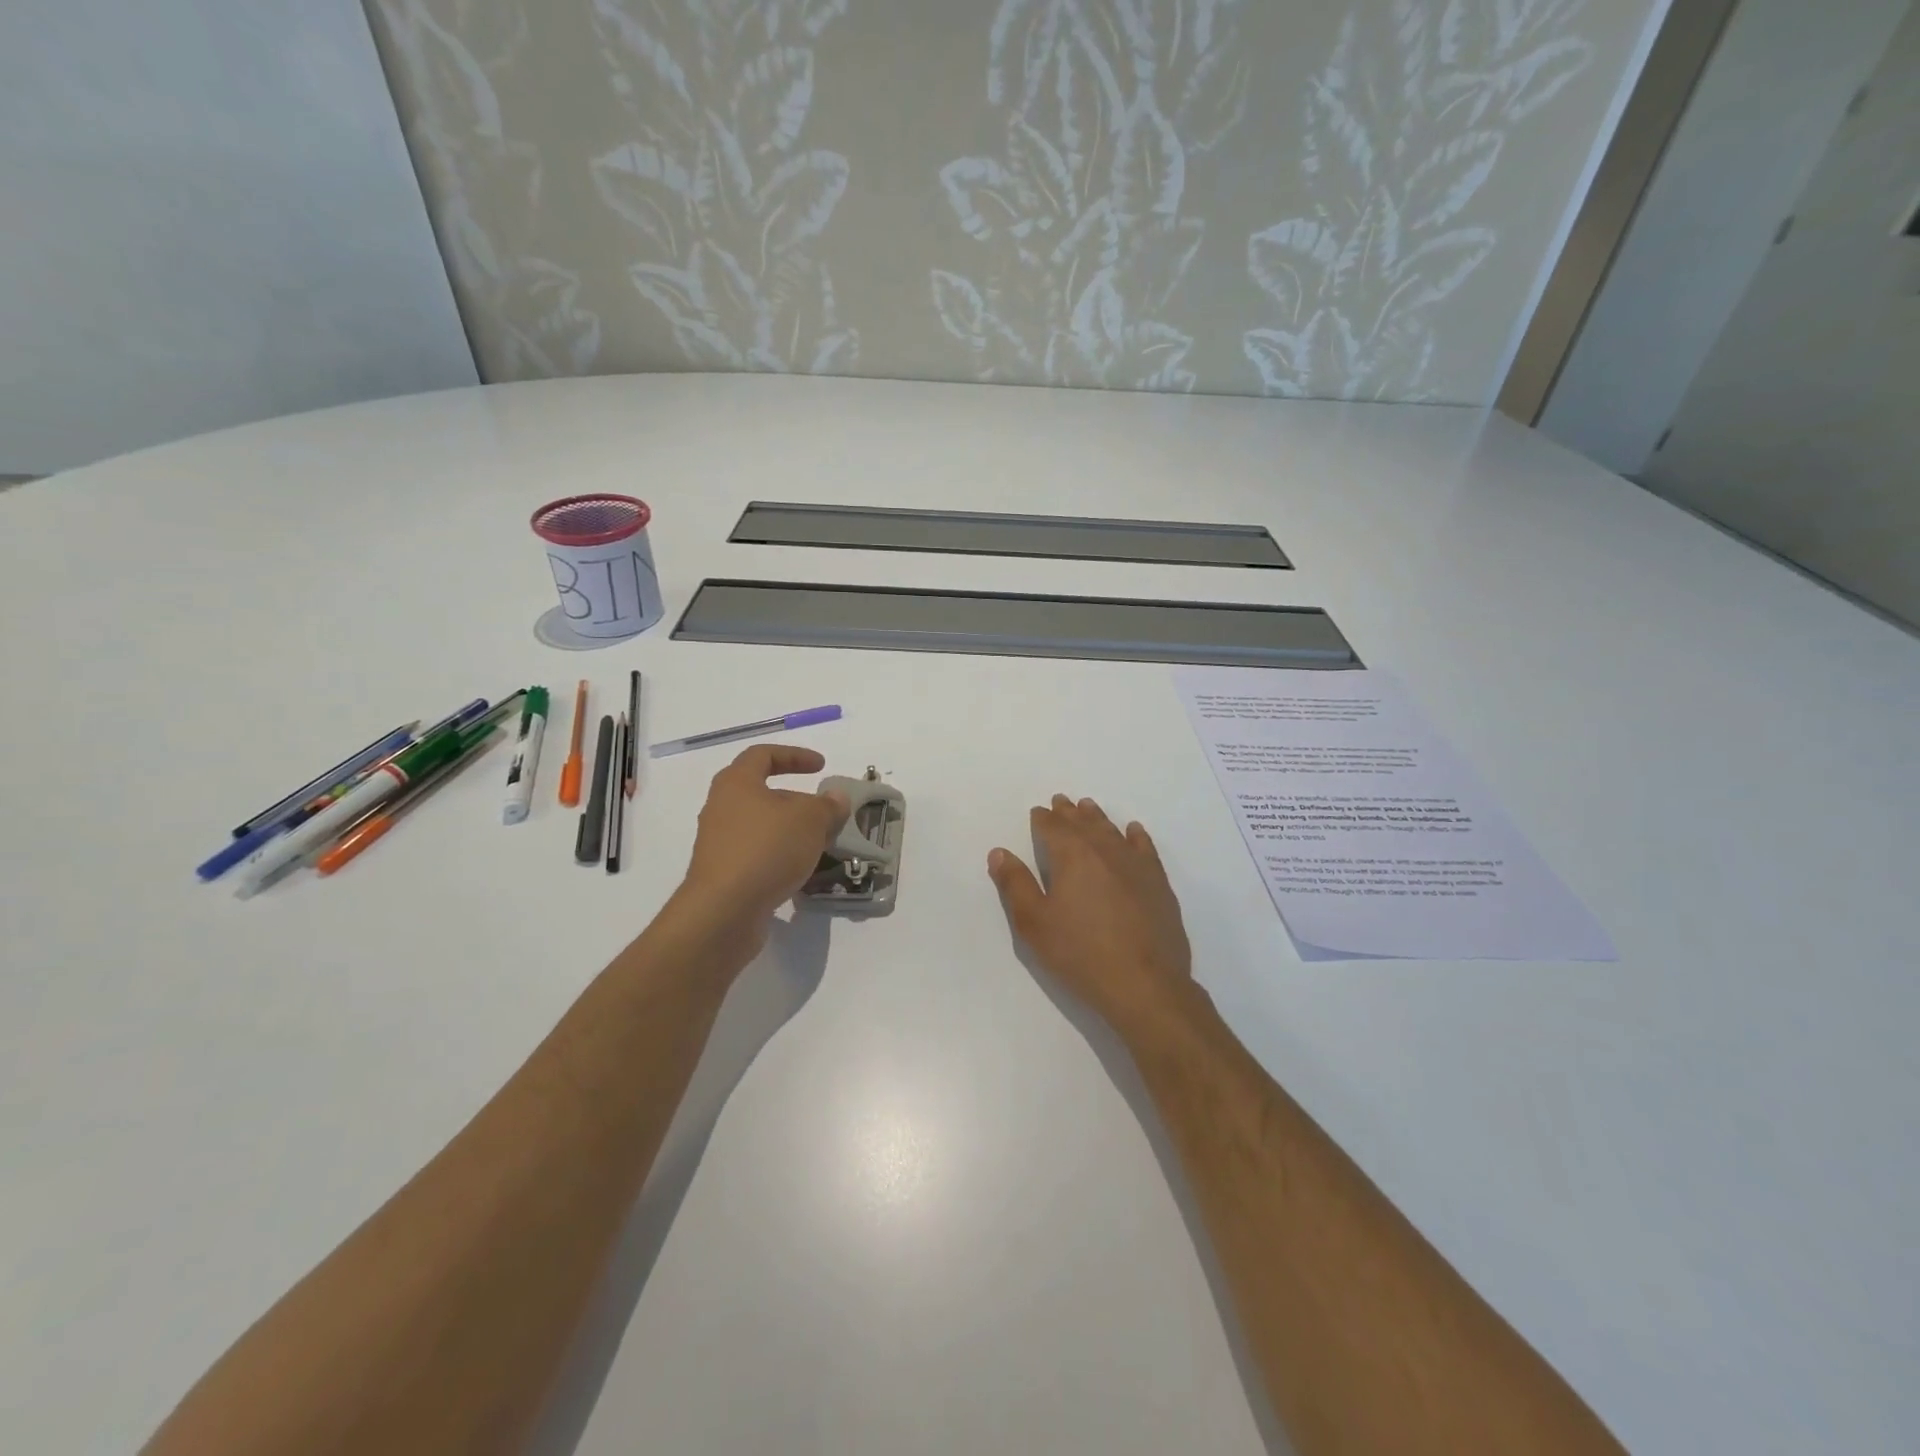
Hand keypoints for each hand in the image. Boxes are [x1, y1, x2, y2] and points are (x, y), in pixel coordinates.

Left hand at [679, 746, 849, 931]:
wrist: (723, 912)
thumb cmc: (766, 850)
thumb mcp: (810, 820)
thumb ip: (827, 806)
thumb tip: (836, 798)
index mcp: (736, 783)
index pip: (763, 755)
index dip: (794, 756)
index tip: (821, 767)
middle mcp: (722, 808)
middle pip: (762, 793)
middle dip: (797, 800)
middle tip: (825, 813)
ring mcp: (719, 843)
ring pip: (761, 827)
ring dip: (791, 831)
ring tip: (820, 844)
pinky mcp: (723, 874)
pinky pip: (757, 855)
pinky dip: (780, 856)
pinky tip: (802, 870)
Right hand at [988, 795, 1200, 1040]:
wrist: (1145, 984)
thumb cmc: (1080, 954)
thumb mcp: (1034, 923)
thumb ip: (1015, 884)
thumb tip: (999, 852)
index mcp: (1072, 855)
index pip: (1053, 827)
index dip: (1043, 818)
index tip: (1039, 812)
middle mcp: (1104, 849)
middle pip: (1083, 823)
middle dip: (1069, 812)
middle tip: (1061, 801)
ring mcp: (1136, 864)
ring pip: (1112, 830)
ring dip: (1098, 817)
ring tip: (1089, 807)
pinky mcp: (1158, 882)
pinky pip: (1145, 847)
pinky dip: (1135, 835)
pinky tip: (1132, 831)